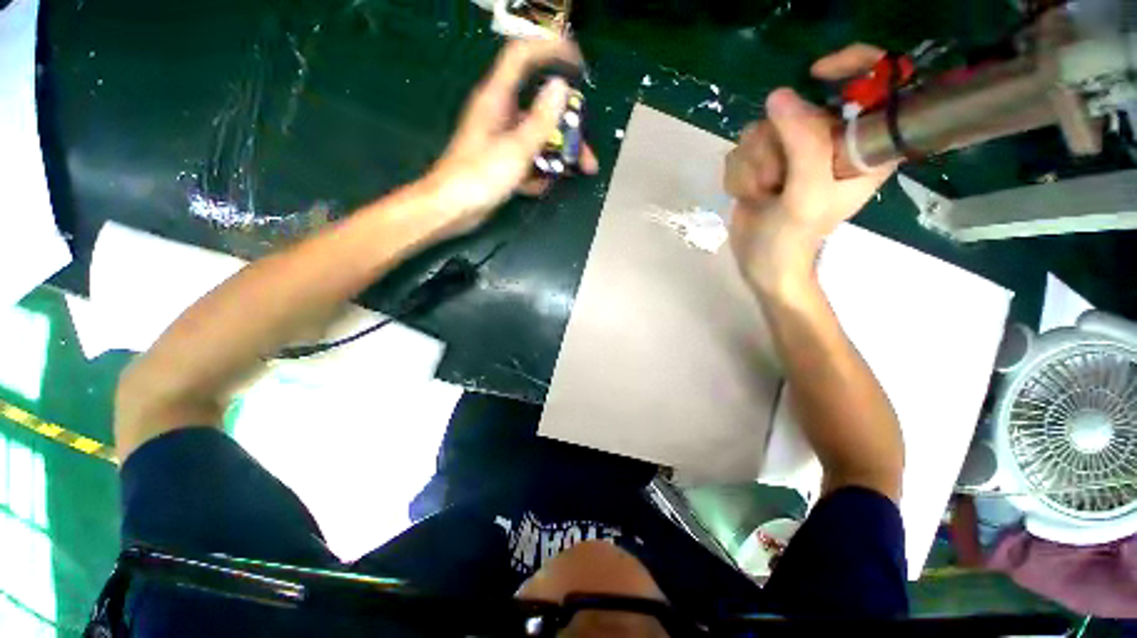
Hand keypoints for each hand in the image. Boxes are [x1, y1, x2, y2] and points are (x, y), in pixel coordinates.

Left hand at [422, 38, 598, 236]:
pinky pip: (530, 149)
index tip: (579, 62)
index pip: (523, 55)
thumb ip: (543, 116)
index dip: (551, 50)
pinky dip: (542, 164)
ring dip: (562, 147)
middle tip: (588, 140)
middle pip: (543, 99)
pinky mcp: (501, 152)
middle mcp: (500, 108)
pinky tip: (544, 184)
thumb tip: (561, 85)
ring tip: (581, 169)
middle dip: (570, 120)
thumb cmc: (477, 178)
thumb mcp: (518, 147)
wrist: (446, 211)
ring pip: (541, 127)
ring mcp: (501, 131)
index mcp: (497, 97)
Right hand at [725, 44, 895, 292]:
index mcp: (864, 149)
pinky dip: (745, 165)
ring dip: (758, 158)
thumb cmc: (797, 239)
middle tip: (783, 176)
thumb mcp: (809, 197)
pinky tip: (755, 192)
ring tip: (769, 192)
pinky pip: (748, 134)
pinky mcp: (773, 148)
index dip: (853, 65)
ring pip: (769, 119)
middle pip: (804, 101)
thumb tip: (779, 96)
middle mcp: (836, 139)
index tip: (819, 72)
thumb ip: (803, 147)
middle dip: (780, 137)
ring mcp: (802, 142)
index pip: (875, 87)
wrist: (765, 265)